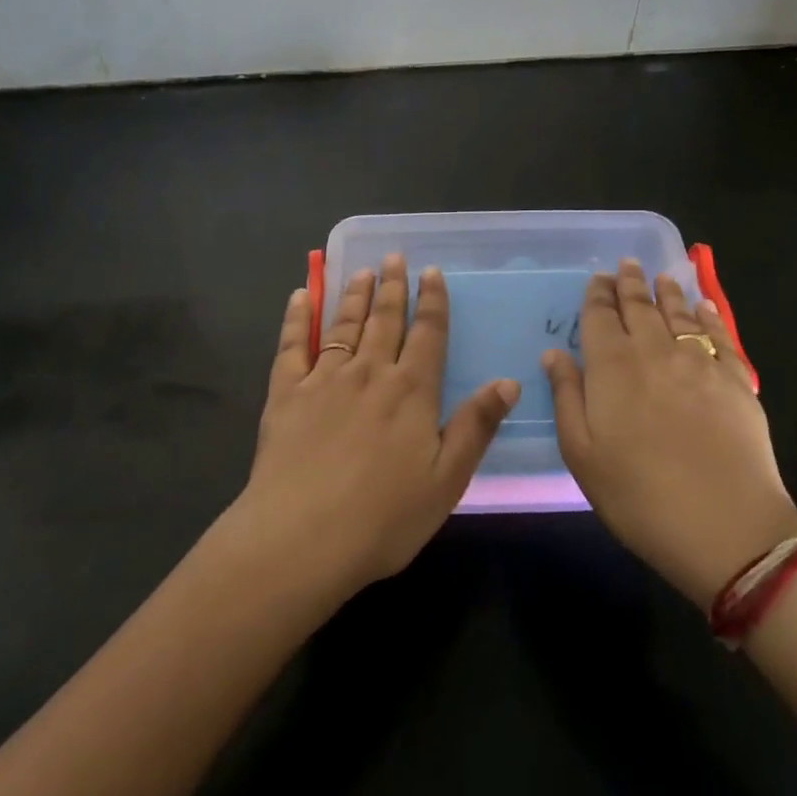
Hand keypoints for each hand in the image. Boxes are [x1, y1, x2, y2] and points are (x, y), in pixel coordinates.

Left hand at [233, 254, 519, 602]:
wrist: (302, 538)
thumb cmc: (383, 518)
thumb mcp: (447, 480)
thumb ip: (476, 426)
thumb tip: (509, 381)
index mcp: (411, 392)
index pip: (427, 334)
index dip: (432, 301)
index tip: (432, 272)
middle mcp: (370, 373)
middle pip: (386, 320)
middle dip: (393, 287)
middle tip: (395, 257)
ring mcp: (325, 379)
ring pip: (345, 325)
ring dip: (355, 295)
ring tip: (362, 271)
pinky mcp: (287, 392)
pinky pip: (293, 344)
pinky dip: (297, 317)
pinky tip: (300, 295)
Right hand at [543, 259, 796, 607]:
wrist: (727, 527)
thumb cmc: (639, 495)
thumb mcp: (582, 454)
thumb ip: (566, 396)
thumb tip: (553, 354)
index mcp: (612, 366)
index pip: (601, 316)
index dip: (598, 293)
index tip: (598, 277)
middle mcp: (654, 351)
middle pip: (640, 306)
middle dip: (631, 283)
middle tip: (627, 263)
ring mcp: (699, 362)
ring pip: (679, 314)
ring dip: (667, 292)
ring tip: (661, 276)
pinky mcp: (736, 380)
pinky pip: (719, 335)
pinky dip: (709, 316)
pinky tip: (705, 306)